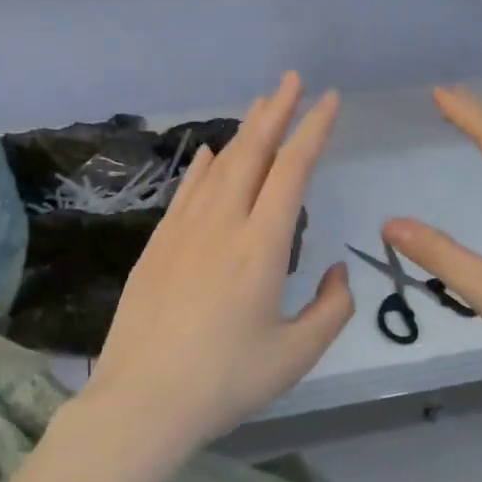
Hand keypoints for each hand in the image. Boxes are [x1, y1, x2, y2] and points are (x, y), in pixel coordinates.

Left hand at [82, 73, 354, 455]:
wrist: (143, 400)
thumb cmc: (226, 381)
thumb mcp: (296, 355)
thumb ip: (332, 309)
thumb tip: (339, 271)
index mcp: (262, 247)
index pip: (292, 171)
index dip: (313, 131)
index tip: (329, 100)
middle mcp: (222, 224)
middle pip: (252, 153)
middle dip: (276, 111)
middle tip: (292, 80)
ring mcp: (183, 231)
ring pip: (218, 167)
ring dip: (242, 133)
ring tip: (261, 107)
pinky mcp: (158, 245)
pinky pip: (185, 192)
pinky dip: (201, 167)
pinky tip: (206, 153)